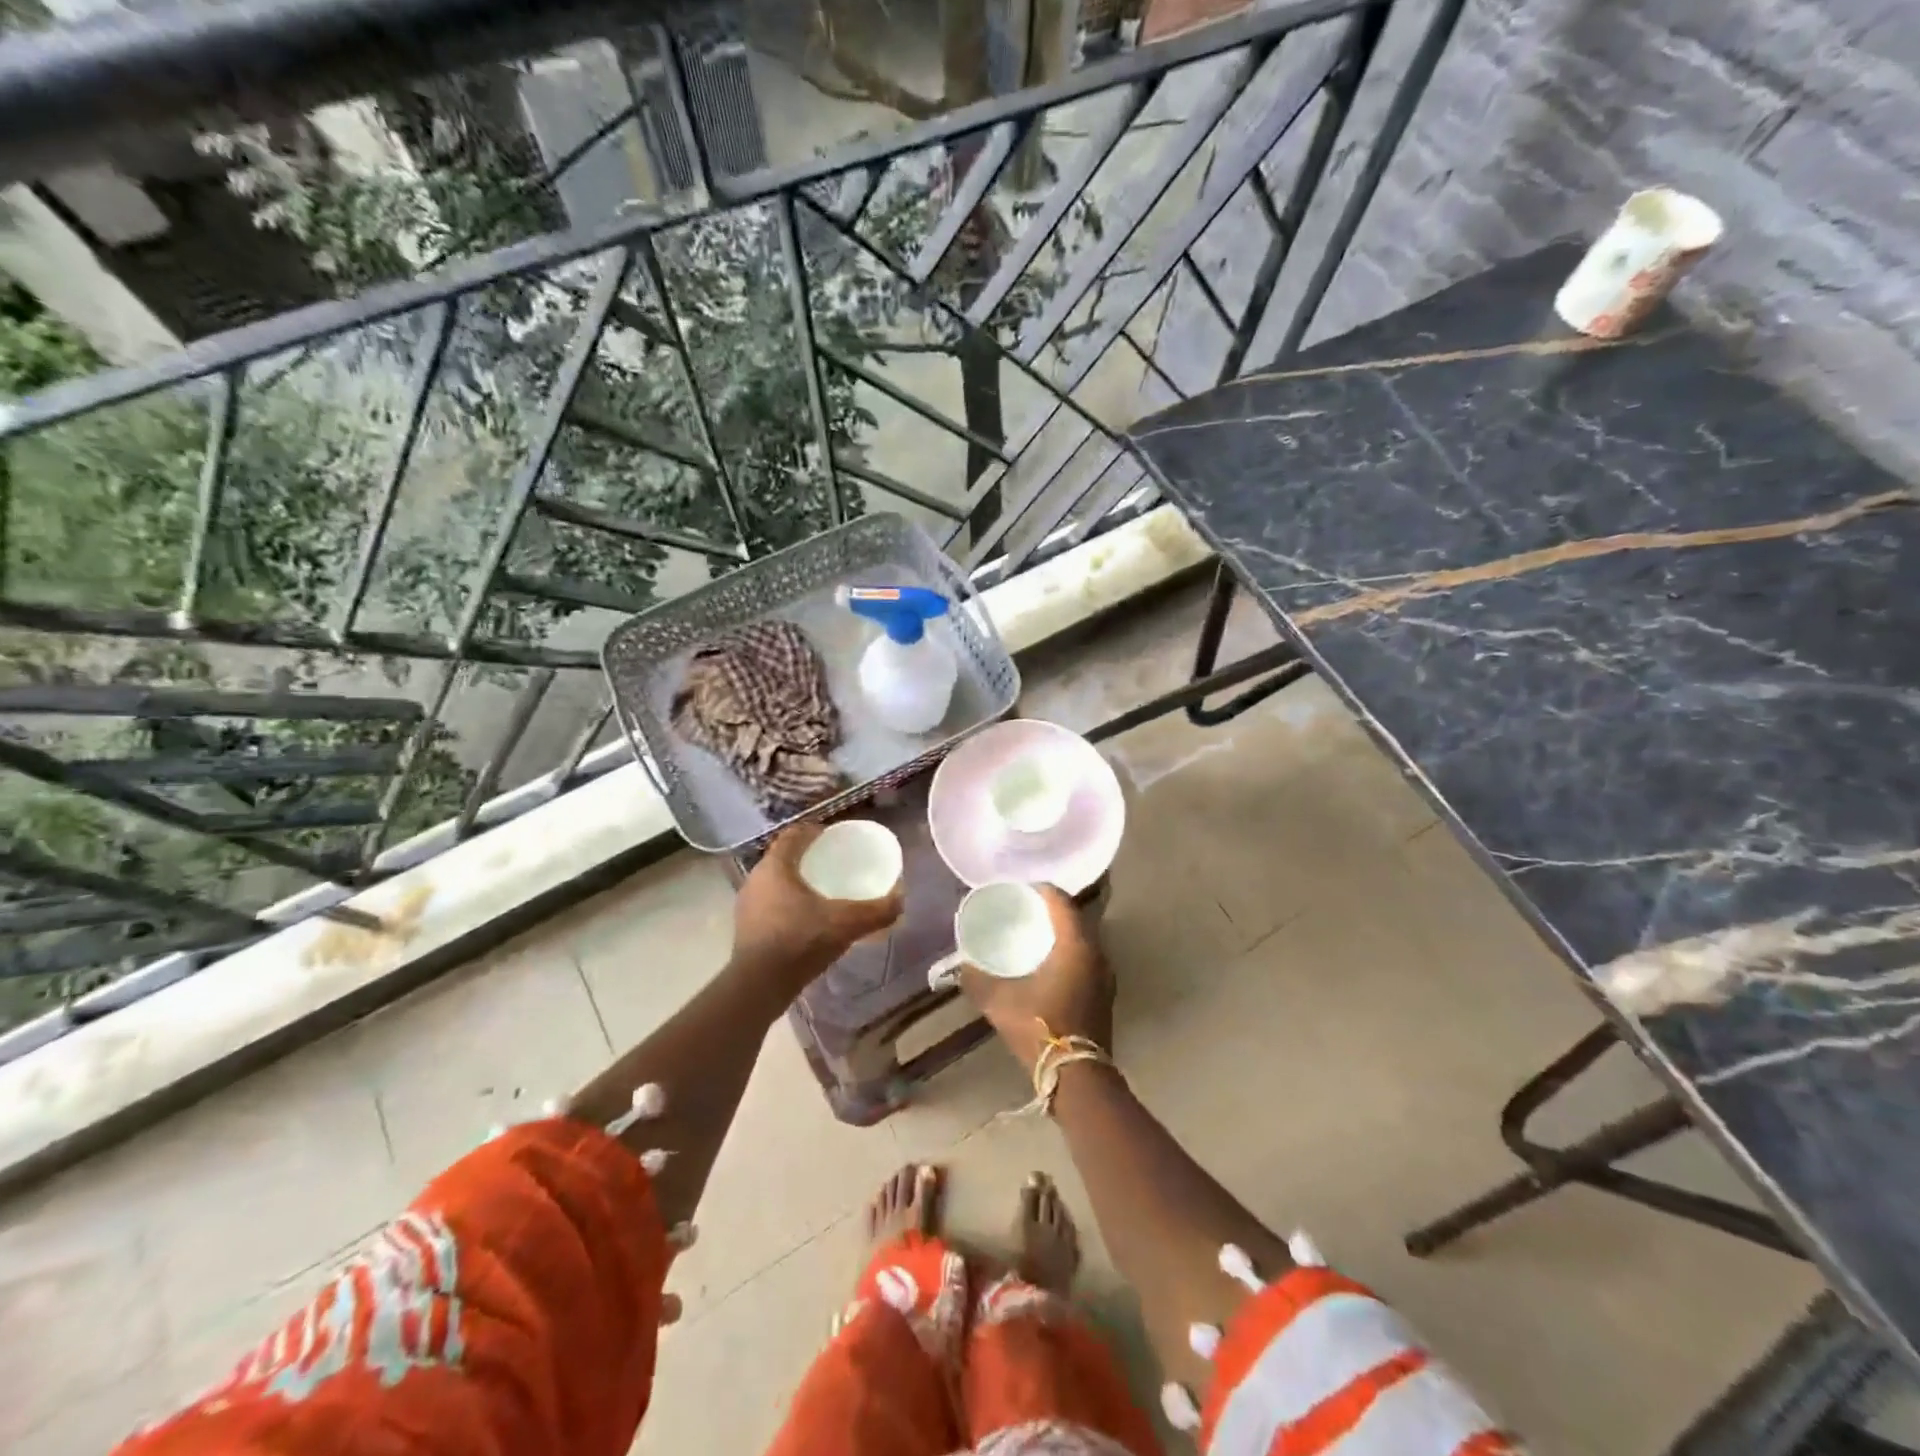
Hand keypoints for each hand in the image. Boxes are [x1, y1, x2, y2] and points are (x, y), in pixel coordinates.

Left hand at [732, 822, 903, 994]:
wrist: (759, 986)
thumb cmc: (800, 941)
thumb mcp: (846, 923)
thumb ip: (876, 910)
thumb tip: (901, 899)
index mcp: (776, 866)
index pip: (793, 835)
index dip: (813, 831)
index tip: (832, 837)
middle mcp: (756, 879)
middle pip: (783, 858)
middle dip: (807, 858)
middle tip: (832, 864)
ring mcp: (747, 905)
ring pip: (774, 883)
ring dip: (795, 883)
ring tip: (821, 893)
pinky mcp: (745, 929)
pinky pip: (769, 905)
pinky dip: (787, 906)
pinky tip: (806, 921)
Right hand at [961, 886, 1113, 1071]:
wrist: (1076, 1076)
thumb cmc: (1041, 1029)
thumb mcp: (1000, 1002)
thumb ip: (977, 980)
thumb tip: (960, 966)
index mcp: (1076, 944)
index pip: (1061, 901)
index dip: (1041, 890)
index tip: (1020, 890)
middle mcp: (1097, 953)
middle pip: (1074, 917)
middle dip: (1050, 910)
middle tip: (1023, 910)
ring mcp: (1105, 974)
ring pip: (1082, 939)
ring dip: (1061, 932)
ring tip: (1034, 934)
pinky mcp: (1105, 993)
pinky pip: (1086, 958)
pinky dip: (1069, 951)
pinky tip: (1049, 963)